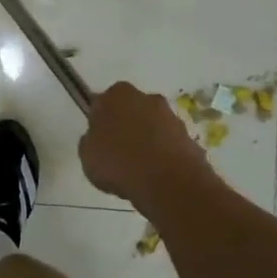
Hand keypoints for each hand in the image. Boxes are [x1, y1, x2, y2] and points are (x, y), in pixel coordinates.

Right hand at [78, 81, 215, 206]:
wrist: (168, 183)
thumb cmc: (119, 162)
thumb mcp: (87, 154)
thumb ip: (91, 140)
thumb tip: (97, 138)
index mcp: (117, 95)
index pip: (103, 103)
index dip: (100, 121)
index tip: (98, 140)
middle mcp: (147, 98)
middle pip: (131, 111)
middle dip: (126, 127)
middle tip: (117, 154)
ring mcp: (172, 117)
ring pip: (152, 127)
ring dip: (146, 142)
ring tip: (138, 170)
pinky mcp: (190, 138)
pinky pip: (168, 145)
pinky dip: (163, 156)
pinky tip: (156, 176)